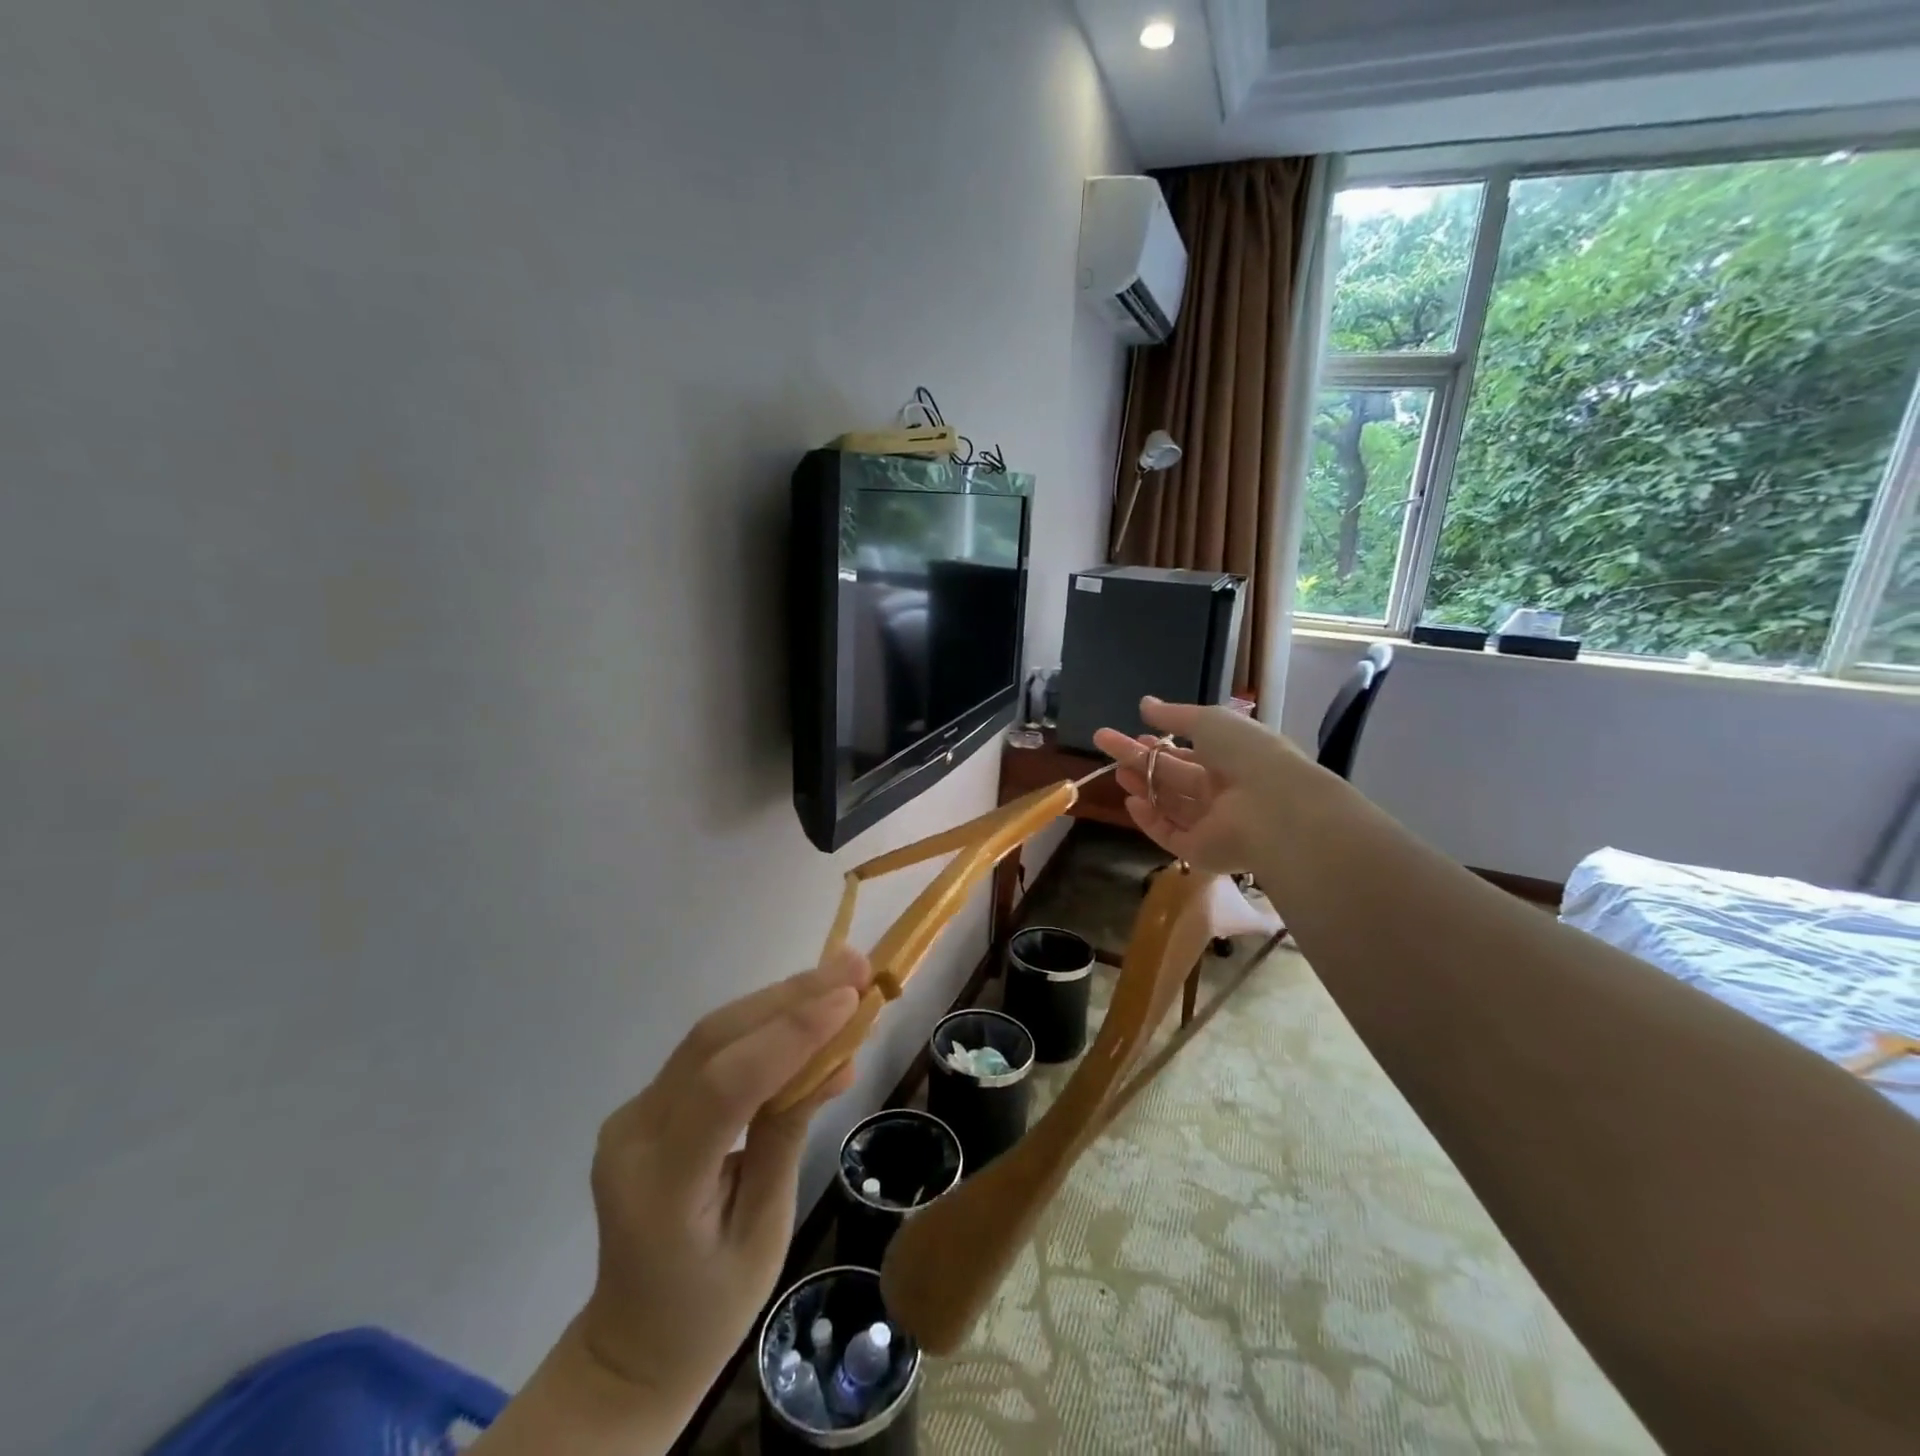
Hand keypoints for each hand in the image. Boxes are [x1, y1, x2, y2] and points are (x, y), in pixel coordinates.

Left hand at [576, 947, 870, 1428]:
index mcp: (658, 1184)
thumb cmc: (709, 1308)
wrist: (633, 1343)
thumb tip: (838, 1058)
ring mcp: (635, 1111)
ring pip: (713, 1033)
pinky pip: (711, 1050)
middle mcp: (633, 1132)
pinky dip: (765, 1024)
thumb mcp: (764, 1232)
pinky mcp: (650, 1101)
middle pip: (714, 1041)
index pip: (723, 1087)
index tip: (850, 998)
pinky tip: (808, 1007)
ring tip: (842, 972)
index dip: (789, 1035)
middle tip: (855, 965)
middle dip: (791, 997)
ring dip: (781, 999)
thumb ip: (789, 1134)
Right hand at [1092, 696, 1298, 873]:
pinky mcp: (1199, 851)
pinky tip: (1131, 801)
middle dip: (1140, 761)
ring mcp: (1211, 824)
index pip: (1189, 753)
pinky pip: (1169, 834)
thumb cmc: (1246, 754)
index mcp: (1231, 760)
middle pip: (1172, 777)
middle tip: (1106, 744)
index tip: (1135, 733)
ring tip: (1115, 772)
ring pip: (1168, 804)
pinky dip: (1149, 819)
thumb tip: (1145, 703)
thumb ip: (1174, 715)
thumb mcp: (1209, 721)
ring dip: (1142, 786)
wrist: (1274, 807)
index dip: (1161, 744)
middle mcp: (1221, 793)